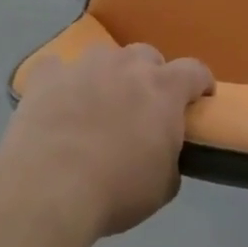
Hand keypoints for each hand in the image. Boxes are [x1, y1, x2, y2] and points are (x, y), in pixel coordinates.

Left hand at [0, 44, 213, 237]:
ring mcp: (84, 66)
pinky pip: (57, 68)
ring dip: (108, 75)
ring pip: (104, 57)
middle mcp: (127, 66)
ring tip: (98, 104)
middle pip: (147, 56)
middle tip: (143, 106)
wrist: (49, 189)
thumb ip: (170, 158)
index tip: (199, 98)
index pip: (195, 70)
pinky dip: (61, 82)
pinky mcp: (47, 76)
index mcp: (164, 89)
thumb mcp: (163, 187)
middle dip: (150, 76)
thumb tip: (163, 153)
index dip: (200, 82)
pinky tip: (57, 102)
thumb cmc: (117, 190)